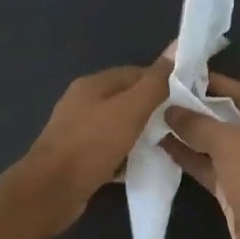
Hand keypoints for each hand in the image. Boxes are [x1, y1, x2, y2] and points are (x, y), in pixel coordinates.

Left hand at [12, 61, 169, 235]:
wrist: (51, 191)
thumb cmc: (92, 145)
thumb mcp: (131, 110)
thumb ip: (155, 82)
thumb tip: (177, 47)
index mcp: (93, 84)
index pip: (136, 73)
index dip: (164, 81)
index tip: (188, 97)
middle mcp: (83, 103)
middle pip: (127, 100)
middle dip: (154, 110)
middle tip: (181, 123)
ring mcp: (79, 131)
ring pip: (120, 126)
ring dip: (141, 134)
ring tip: (167, 144)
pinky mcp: (79, 157)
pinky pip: (111, 150)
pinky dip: (127, 155)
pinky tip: (143, 165)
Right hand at [164, 73, 239, 238]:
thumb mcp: (230, 142)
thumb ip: (199, 124)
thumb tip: (171, 111)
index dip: (214, 83)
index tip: (181, 76)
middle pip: (228, 118)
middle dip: (197, 109)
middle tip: (161, 97)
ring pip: (215, 145)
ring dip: (189, 134)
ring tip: (154, 119)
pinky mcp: (234, 190)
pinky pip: (209, 167)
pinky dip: (189, 158)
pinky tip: (162, 146)